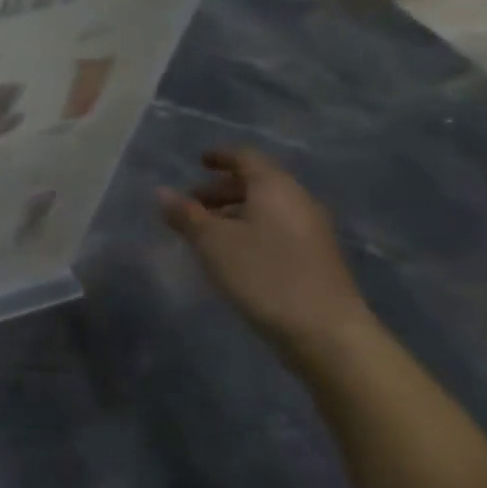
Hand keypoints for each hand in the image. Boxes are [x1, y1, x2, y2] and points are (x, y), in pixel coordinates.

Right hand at [157, 147, 372, 355]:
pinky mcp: (312, 257)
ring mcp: (309, 231)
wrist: (324, 331)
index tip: (198, 161)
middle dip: (220, 189)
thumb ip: (186, 214)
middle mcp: (297, 202)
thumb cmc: (263, 274)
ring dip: (232, 212)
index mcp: (276, 188)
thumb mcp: (212, 242)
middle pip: (256, 183)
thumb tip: (162, 191)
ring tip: (202, 231)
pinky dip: (247, 230)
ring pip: (264, 209)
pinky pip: (273, 229)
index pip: (246, 158)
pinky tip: (228, 253)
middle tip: (189, 203)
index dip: (221, 156)